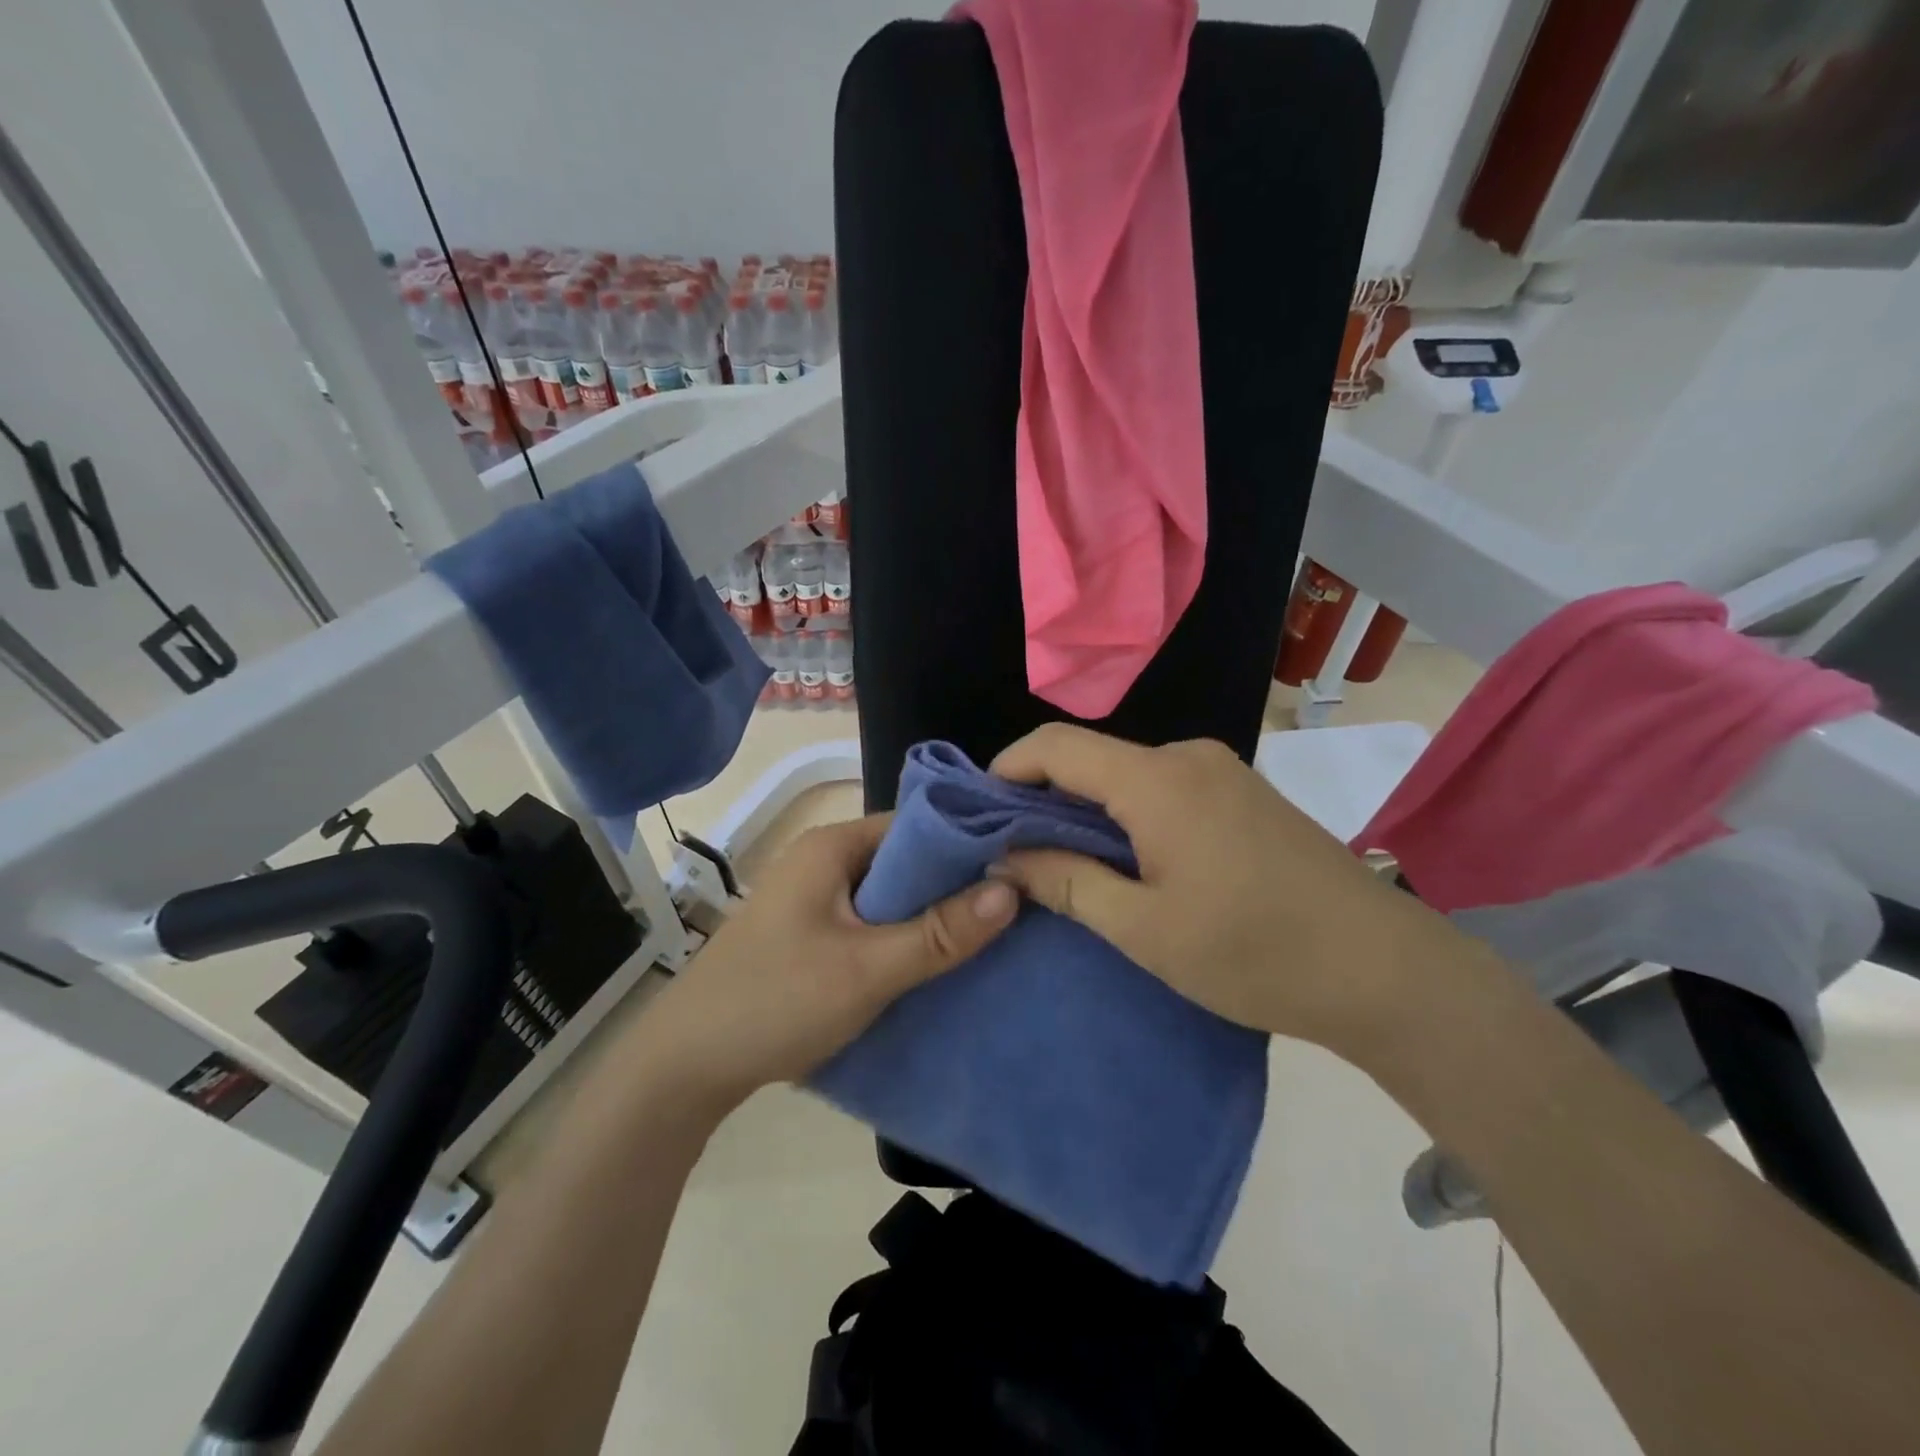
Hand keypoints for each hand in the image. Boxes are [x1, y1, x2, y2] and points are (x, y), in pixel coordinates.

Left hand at [632, 814, 1018, 1111]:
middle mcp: (822, 861)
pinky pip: (869, 923)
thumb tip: (1013, 888)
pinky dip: (901, 938)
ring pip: (888, 896)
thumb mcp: (868, 969)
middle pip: (904, 861)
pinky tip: (934, 965)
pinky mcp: (808, 934)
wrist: (683, 1067)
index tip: (1018, 868)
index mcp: (832, 846)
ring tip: (985, 939)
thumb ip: (940, 931)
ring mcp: (812, 899)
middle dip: (952, 887)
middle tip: (1012, 911)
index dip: (966, 844)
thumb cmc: (776, 1001)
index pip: (916, 824)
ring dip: (928, 917)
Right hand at [991, 724, 1438, 1053]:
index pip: (1056, 746)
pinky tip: (1129, 860)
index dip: (1007, 769)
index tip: (979, 813)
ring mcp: (1223, 772)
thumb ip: (1067, 882)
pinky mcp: (1244, 794)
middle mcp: (1188, 757)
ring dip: (1089, 810)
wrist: (1386, 970)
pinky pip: (1164, 789)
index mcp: (1157, 780)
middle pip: (1092, 759)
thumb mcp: (1144, 929)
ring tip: (1067, 863)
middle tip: (1015, 850)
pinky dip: (1129, 815)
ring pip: (1128, 775)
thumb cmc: (1254, 952)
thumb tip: (1006, 857)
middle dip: (1045, 797)